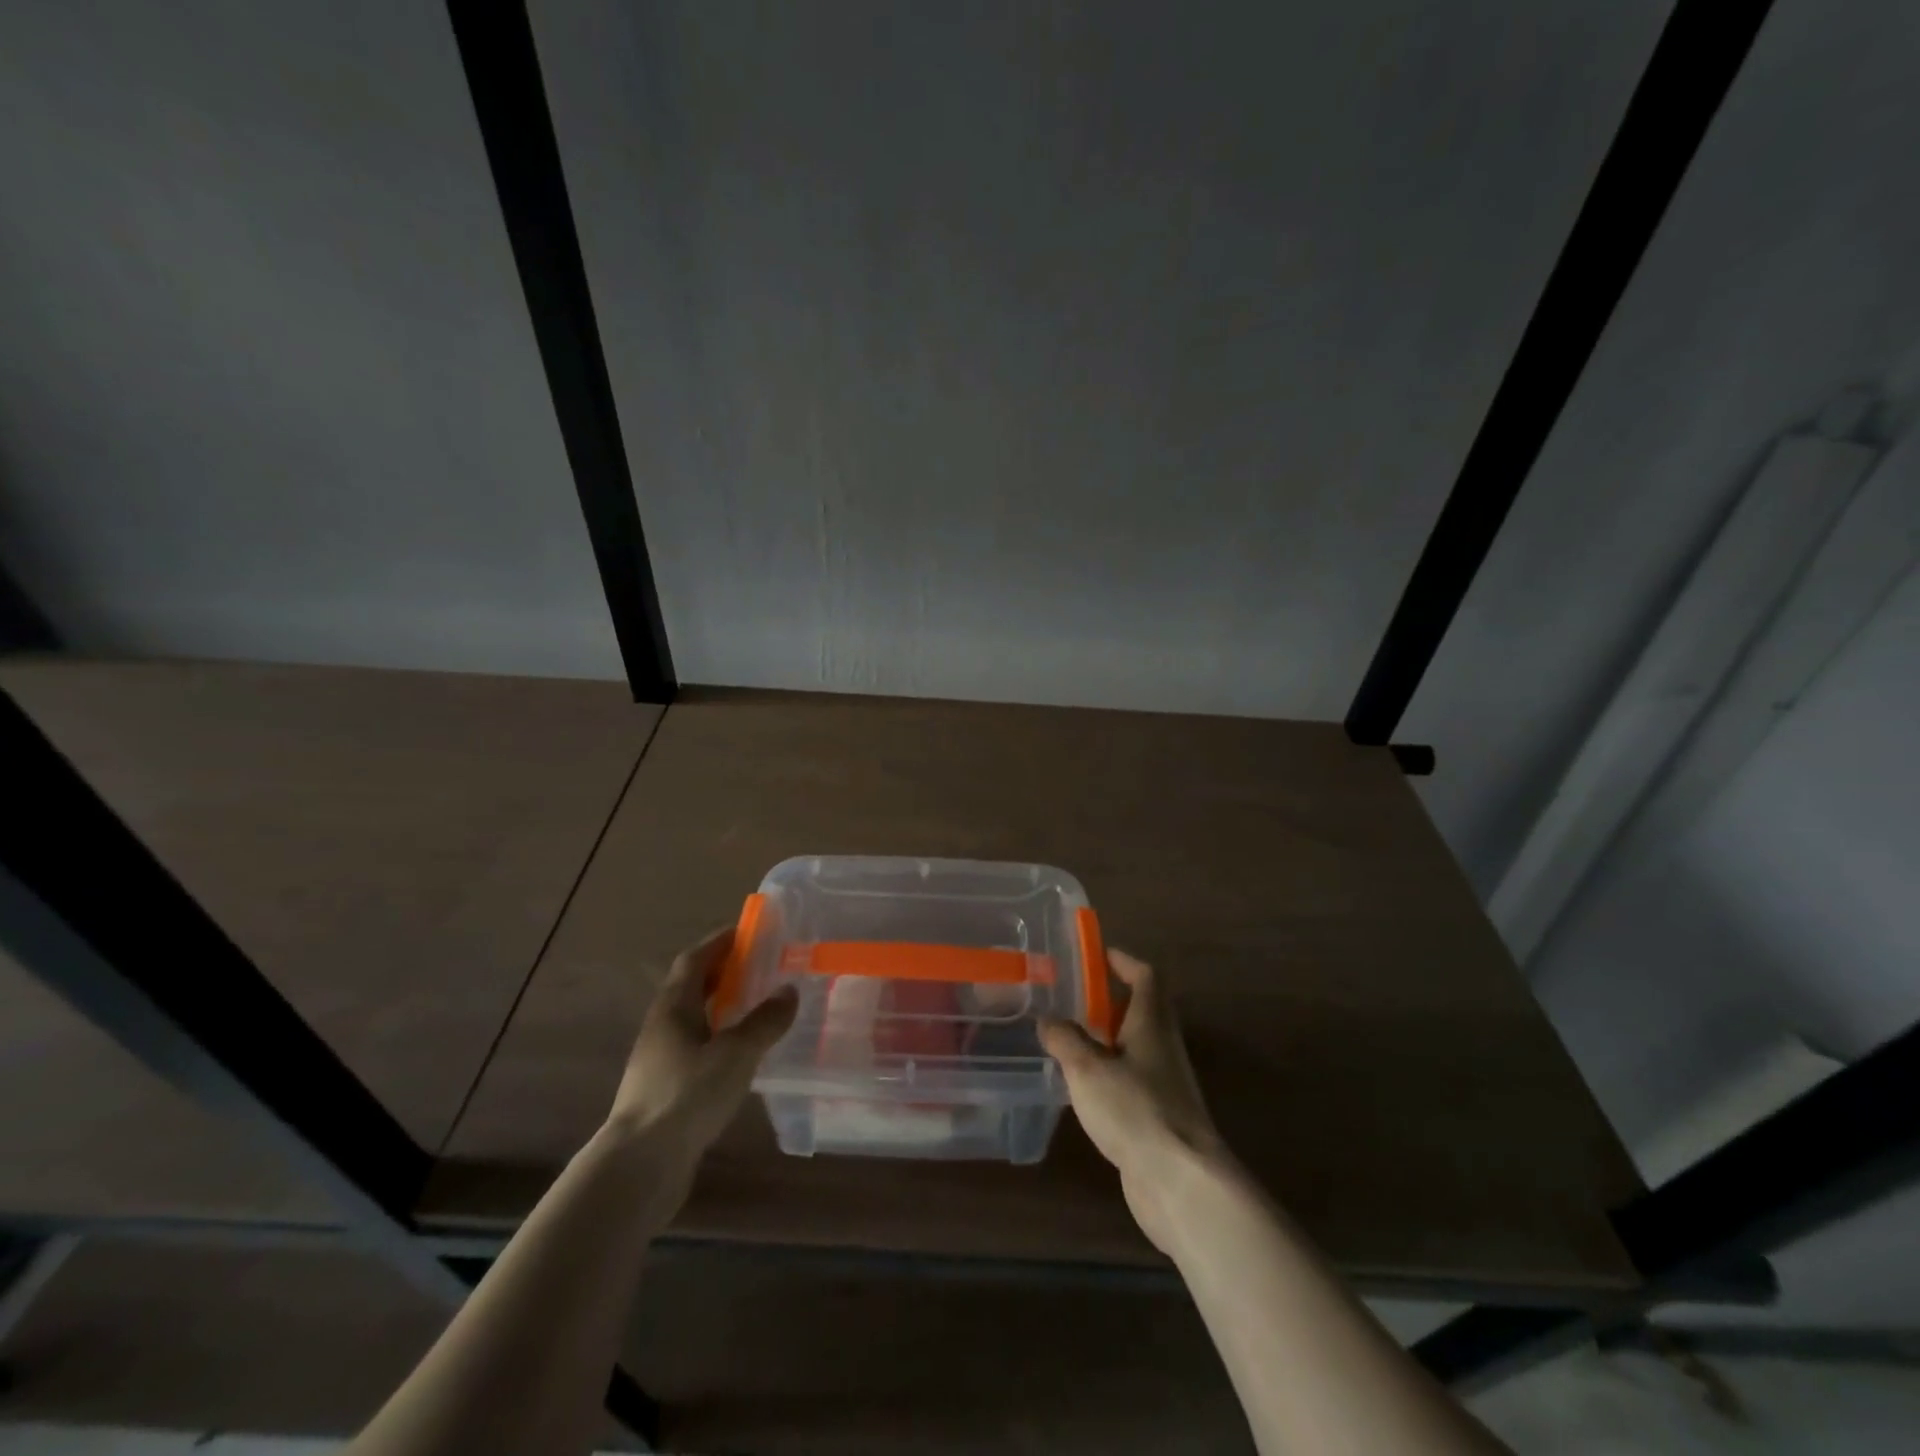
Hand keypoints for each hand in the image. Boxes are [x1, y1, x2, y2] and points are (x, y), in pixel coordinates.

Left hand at [605, 927, 796, 1182]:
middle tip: (762, 967)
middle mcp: (662, 1026)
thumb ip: (765, 1020)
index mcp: (673, 1007)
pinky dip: (719, 1038)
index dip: (720, 942)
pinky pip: (696, 1047)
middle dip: (724, 972)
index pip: (695, 959)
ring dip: (722, 1006)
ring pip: (694, 1019)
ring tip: (758, 1007)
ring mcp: (660, 1059)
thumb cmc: (687, 1095)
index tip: (750, 932)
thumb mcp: (736, 1053)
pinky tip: (742, 1055)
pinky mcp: (665, 1089)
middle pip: (692, 986)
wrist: (639, 1166)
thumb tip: (789, 990)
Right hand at [1040, 949, 1230, 1251]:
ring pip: (1138, 1048)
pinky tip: (1086, 1089)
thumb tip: (1048, 1020)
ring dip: (1110, 1038)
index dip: (1124, 961)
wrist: (1182, 1182)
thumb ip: (1065, 1040)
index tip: (1099, 954)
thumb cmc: (1135, 1110)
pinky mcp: (1161, 1118)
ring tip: (1072, 1040)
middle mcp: (1164, 1048)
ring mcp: (1167, 1085)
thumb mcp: (1087, 1069)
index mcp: (1152, 1024)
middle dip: (1113, 1000)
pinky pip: (1135, 1081)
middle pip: (1145, 1010)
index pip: (1146, 977)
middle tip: (1077, 997)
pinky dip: (1111, 1074)